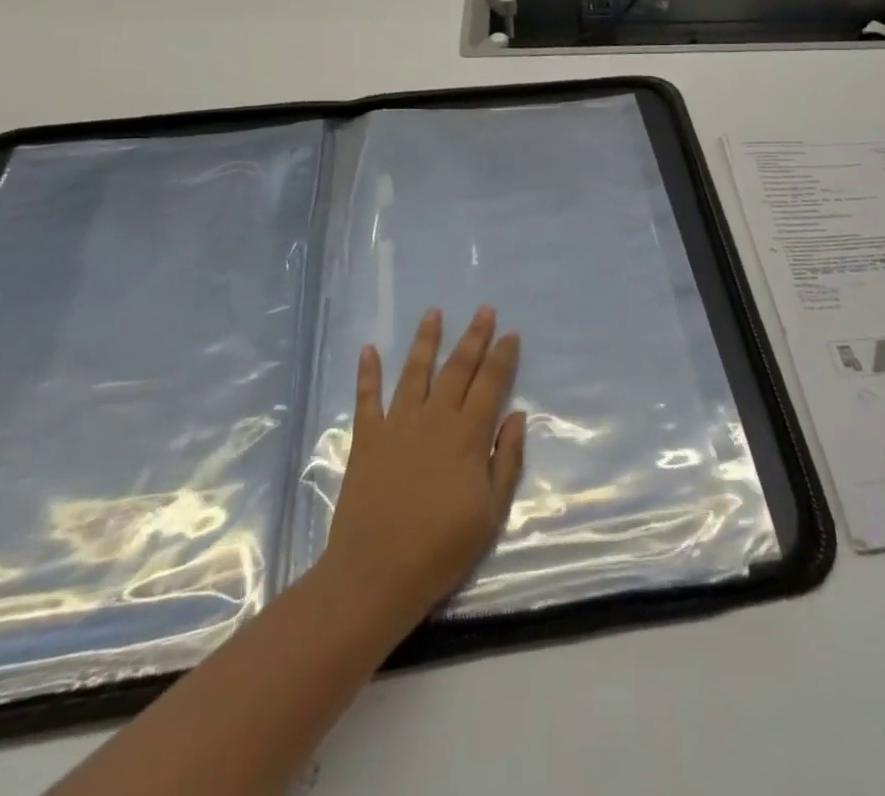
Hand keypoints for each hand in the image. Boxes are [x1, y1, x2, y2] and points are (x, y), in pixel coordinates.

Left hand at [322, 306, 525, 634]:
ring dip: (425, 340)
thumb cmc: (441, 549)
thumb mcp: (490, 513)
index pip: (490, 384)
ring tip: (433, 313)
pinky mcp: (367, 439)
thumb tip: (518, 415)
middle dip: (473, 337)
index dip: (502, 356)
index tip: (510, 333)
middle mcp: (434, 419)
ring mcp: (397, 425)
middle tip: (484, 309)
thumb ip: (507, 460)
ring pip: (415, 372)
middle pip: (457, 368)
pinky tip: (368, 349)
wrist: (375, 575)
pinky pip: (367, 398)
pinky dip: (368, 372)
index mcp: (467, 435)